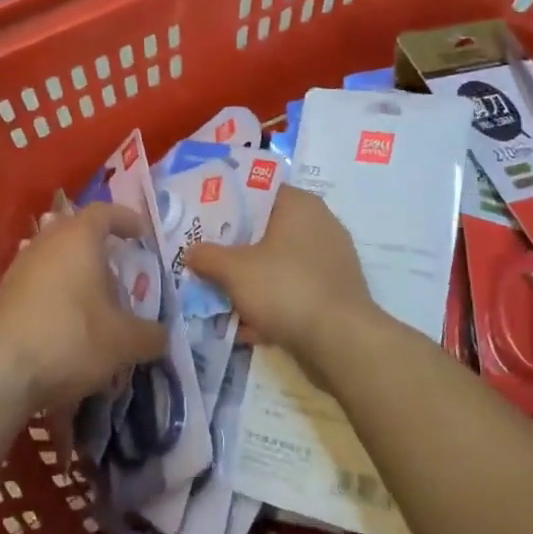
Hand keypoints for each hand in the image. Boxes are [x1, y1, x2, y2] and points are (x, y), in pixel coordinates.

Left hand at [0, 201, 168, 414]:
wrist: (0, 371)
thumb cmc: (70, 339)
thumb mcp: (124, 342)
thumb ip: (151, 335)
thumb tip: (162, 335)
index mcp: (78, 237)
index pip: (105, 212)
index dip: (126, 219)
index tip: (142, 234)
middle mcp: (47, 242)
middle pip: (75, 230)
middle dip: (99, 245)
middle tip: (121, 266)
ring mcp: (21, 266)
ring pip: (55, 256)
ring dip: (76, 270)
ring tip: (97, 297)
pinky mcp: (5, 294)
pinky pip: (39, 280)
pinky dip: (58, 291)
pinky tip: (69, 319)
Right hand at [184, 187, 378, 371]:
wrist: (341, 342)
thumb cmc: (286, 288)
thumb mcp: (234, 270)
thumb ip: (207, 256)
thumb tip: (191, 252)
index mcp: (300, 205)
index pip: (258, 190)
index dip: (227, 204)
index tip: (202, 220)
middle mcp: (320, 225)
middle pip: (266, 230)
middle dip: (235, 248)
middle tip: (205, 258)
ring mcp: (331, 261)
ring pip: (278, 264)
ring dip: (251, 280)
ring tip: (220, 295)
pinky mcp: (334, 293)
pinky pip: (293, 290)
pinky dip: (272, 304)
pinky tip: (248, 326)